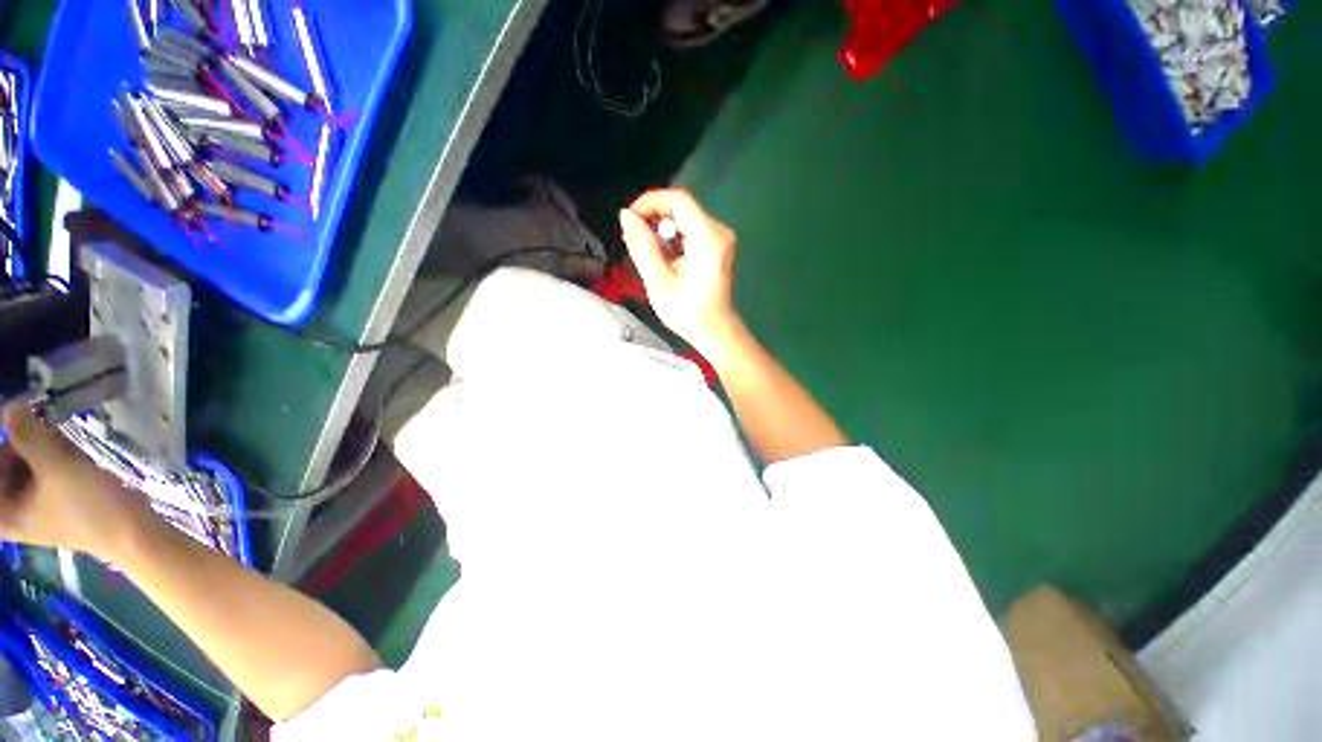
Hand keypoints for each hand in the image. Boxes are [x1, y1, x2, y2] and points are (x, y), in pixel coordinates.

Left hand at [0, 405, 149, 559]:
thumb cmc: (89, 507)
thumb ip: (28, 435)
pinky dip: (52, 456)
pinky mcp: (50, 501)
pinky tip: (71, 453)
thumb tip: (9, 406)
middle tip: (44, 427)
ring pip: (23, 464)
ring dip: (40, 447)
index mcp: (1, 512)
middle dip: (23, 443)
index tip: (18, 421)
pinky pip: (39, 471)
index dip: (6, 444)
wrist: (133, 531)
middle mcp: (9, 511)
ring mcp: (31, 506)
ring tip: (64, 444)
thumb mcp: (58, 467)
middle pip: (3, 464)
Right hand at [619, 189, 739, 355]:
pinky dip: (671, 238)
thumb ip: (642, 246)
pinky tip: (660, 258)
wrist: (715, 332)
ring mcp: (719, 238)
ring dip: (660, 229)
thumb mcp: (658, 281)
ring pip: (683, 218)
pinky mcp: (716, 246)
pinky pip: (689, 230)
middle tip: (632, 239)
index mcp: (708, 238)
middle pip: (681, 206)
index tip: (629, 220)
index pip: (678, 199)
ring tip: (643, 252)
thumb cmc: (687, 313)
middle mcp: (718, 231)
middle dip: (652, 217)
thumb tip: (626, 215)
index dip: (649, 202)